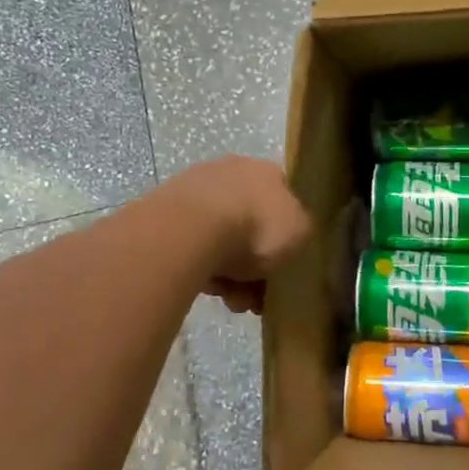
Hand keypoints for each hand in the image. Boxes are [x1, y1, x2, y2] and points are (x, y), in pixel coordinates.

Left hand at [179, 156, 312, 314]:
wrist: (191, 230)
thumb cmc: (256, 227)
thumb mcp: (301, 232)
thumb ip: (302, 230)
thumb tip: (295, 232)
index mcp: (267, 171)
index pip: (283, 202)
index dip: (285, 238)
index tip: (282, 269)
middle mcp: (232, 171)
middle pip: (250, 224)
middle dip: (254, 264)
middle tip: (254, 295)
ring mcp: (196, 188)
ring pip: (221, 238)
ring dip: (229, 272)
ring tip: (229, 298)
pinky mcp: (166, 209)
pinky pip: (193, 244)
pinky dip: (202, 266)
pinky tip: (205, 287)